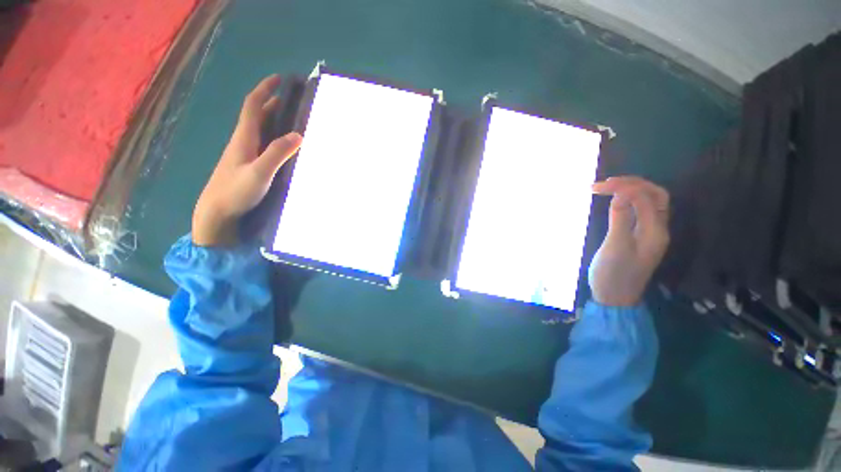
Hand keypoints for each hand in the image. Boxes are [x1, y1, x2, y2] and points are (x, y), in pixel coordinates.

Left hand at [193, 75, 302, 246]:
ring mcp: (243, 153)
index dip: (265, 89)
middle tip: (291, 99)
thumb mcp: (260, 172)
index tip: (279, 79)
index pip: (253, 106)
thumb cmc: (235, 191)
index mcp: (244, 138)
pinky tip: (282, 144)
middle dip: (271, 102)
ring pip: (258, 129)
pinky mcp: (246, 165)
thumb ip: (278, 153)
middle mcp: (242, 141)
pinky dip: (273, 136)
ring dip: (272, 119)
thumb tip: (298, 134)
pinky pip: (261, 143)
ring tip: (291, 118)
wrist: (216, 213)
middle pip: (256, 115)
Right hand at [589, 176, 669, 306]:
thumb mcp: (615, 247)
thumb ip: (621, 219)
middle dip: (632, 184)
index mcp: (655, 231)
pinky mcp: (638, 237)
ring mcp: (649, 233)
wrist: (614, 297)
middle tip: (605, 183)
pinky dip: (627, 201)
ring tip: (606, 187)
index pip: (646, 198)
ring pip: (648, 202)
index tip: (599, 186)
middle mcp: (658, 228)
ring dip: (630, 190)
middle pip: (655, 195)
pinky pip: (639, 211)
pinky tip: (613, 200)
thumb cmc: (613, 274)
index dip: (625, 187)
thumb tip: (622, 194)